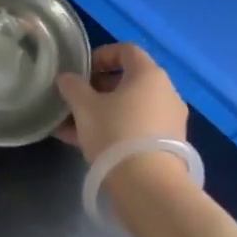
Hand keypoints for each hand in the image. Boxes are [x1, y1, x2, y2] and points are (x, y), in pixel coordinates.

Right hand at [54, 43, 188, 163]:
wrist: (148, 185)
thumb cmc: (116, 132)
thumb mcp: (85, 107)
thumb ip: (73, 87)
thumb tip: (66, 78)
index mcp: (149, 75)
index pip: (126, 51)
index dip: (101, 55)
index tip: (81, 71)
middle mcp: (166, 93)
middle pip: (129, 81)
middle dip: (99, 89)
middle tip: (76, 100)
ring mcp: (170, 121)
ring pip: (131, 109)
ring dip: (104, 113)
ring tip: (75, 127)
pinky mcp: (169, 147)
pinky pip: (137, 129)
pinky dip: (116, 131)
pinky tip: (88, 145)